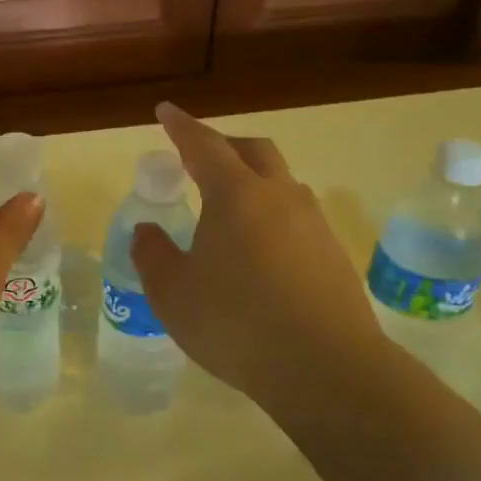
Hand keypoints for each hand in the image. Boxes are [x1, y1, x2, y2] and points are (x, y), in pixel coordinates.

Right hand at [130, 102, 382, 408]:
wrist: (328, 369)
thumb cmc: (236, 323)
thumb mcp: (173, 293)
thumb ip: (153, 255)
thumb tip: (147, 232)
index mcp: (235, 195)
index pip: (203, 145)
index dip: (181, 126)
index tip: (166, 111)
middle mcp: (278, 196)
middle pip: (253, 150)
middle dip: (223, 144)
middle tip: (198, 157)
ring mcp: (313, 224)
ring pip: (281, 181)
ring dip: (252, 179)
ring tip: (229, 208)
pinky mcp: (334, 254)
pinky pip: (297, 215)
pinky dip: (272, 213)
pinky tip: (260, 249)